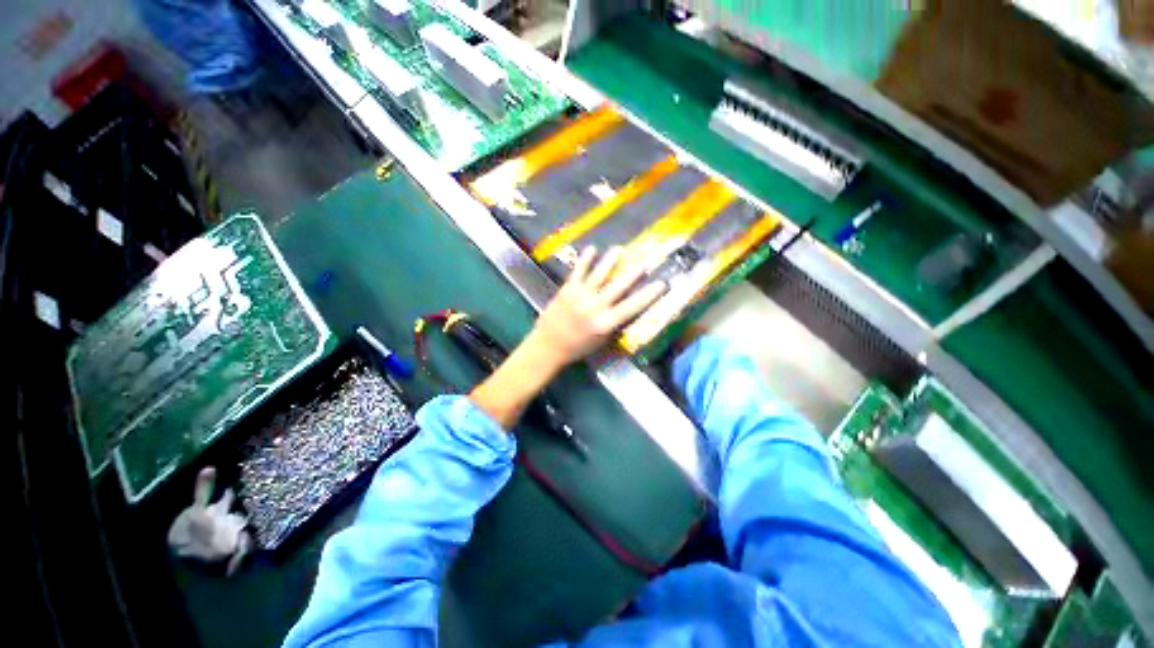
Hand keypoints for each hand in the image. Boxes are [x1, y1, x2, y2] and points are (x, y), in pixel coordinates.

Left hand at [470, 246, 664, 428]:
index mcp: (605, 323)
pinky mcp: (567, 290)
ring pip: (599, 275)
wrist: (548, 346)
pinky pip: (578, 272)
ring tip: (619, 249)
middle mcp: (595, 307)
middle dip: (633, 273)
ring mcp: (580, 296)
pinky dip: (585, 260)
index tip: (662, 284)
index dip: (649, 295)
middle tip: (645, 261)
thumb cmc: (577, 348)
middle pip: (618, 287)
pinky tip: (592, 248)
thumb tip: (626, 310)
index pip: (632, 307)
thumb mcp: (601, 342)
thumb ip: (613, 325)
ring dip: (610, 261)